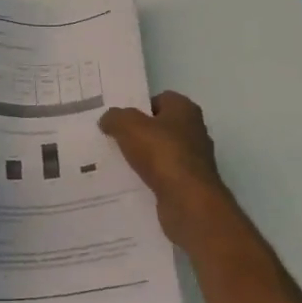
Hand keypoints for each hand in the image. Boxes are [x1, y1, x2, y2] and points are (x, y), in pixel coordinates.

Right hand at [100, 91, 240, 251]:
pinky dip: (149, 179)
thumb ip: (115, 118)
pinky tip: (130, 183)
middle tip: (112, 139)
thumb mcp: (129, 126)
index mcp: (185, 110)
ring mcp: (193, 160)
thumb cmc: (162, 154)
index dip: (139, 106)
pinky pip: (163, 176)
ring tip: (116, 162)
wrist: (189, 203)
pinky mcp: (189, 185)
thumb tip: (108, 119)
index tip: (119, 119)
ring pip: (160, 152)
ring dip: (142, 157)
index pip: (160, 99)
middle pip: (160, 126)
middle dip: (138, 133)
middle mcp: (194, 131)